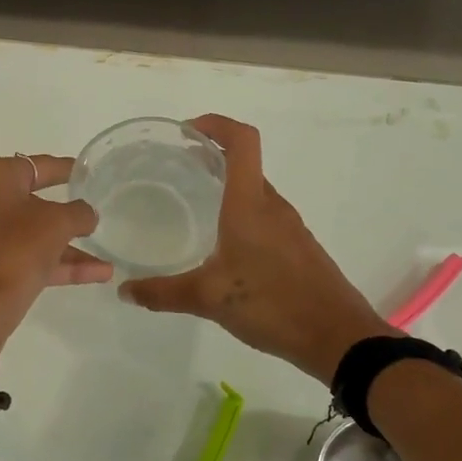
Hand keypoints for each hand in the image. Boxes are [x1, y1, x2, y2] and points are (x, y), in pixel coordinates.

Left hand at [0, 153, 112, 344]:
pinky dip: (50, 264)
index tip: (88, 174)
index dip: (66, 169)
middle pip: (29, 201)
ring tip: (104, 261)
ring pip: (26, 234)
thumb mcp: (56, 225)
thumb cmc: (11, 253)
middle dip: (65, 215)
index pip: (36, 165)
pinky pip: (17, 256)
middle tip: (92, 218)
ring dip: (65, 247)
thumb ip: (78, 213)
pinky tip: (94, 275)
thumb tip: (84, 214)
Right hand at [118, 115, 395, 381]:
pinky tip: (224, 248)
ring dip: (227, 189)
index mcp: (250, 205)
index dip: (216, 124)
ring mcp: (290, 228)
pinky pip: (266, 218)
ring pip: (255, 194)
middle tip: (177, 170)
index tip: (187, 131)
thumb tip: (125, 290)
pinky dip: (242, 216)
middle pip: (245, 165)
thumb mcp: (209, 299)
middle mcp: (273, 207)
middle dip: (212, 158)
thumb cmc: (272, 304)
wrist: (336, 336)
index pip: (242, 141)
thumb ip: (163, 293)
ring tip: (195, 206)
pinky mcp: (299, 249)